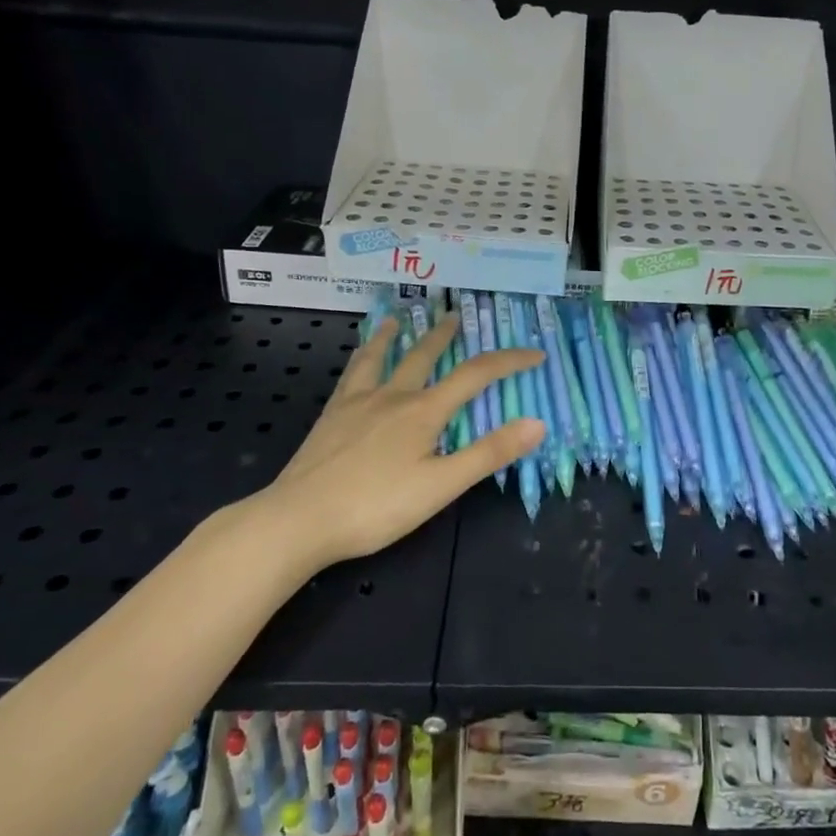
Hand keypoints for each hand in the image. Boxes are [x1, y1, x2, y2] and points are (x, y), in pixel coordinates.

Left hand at [252, 314, 544, 568]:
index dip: (509, 361)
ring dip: (394, 335)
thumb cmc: (376, 507)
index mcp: (424, 411)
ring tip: (397, 318)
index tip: (536, 354)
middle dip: (445, 335)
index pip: (476, 376)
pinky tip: (359, 360)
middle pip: (424, 355)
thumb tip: (537, 422)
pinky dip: (361, 358)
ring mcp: (357, 402)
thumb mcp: (441, 486)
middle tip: (456, 315)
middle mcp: (393, 396)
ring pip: (381, 357)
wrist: (298, 520)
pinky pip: (351, 375)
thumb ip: (488, 453)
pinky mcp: (331, 416)